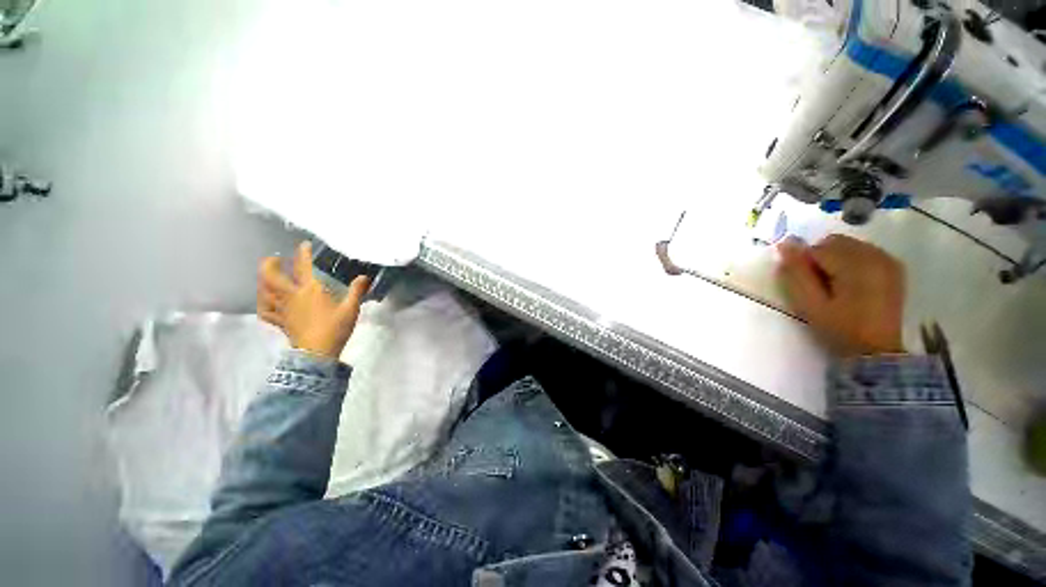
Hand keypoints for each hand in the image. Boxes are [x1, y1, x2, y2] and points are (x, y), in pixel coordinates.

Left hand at [257, 241, 371, 359]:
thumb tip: (365, 277)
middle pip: (271, 276)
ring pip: (264, 292)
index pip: (304, 266)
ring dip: (262, 281)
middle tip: (274, 258)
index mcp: (310, 289)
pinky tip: (266, 301)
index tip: (304, 245)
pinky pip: (266, 311)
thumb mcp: (351, 308)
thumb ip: (357, 291)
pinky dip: (263, 304)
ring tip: (267, 276)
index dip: (303, 253)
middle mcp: (292, 295)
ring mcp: (283, 309)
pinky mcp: (280, 321)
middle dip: (269, 264)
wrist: (318, 352)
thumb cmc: (335, 328)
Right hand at [776, 234, 905, 357]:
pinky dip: (852, 261)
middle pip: (835, 242)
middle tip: (822, 286)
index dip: (805, 266)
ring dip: (837, 259)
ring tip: (838, 286)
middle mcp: (875, 255)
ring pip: (849, 245)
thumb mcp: (809, 303)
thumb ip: (796, 272)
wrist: (876, 351)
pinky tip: (853, 283)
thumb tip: (786, 243)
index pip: (817, 249)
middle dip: (822, 259)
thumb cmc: (839, 328)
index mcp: (855, 265)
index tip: (810, 287)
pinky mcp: (893, 266)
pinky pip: (864, 251)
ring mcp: (887, 260)